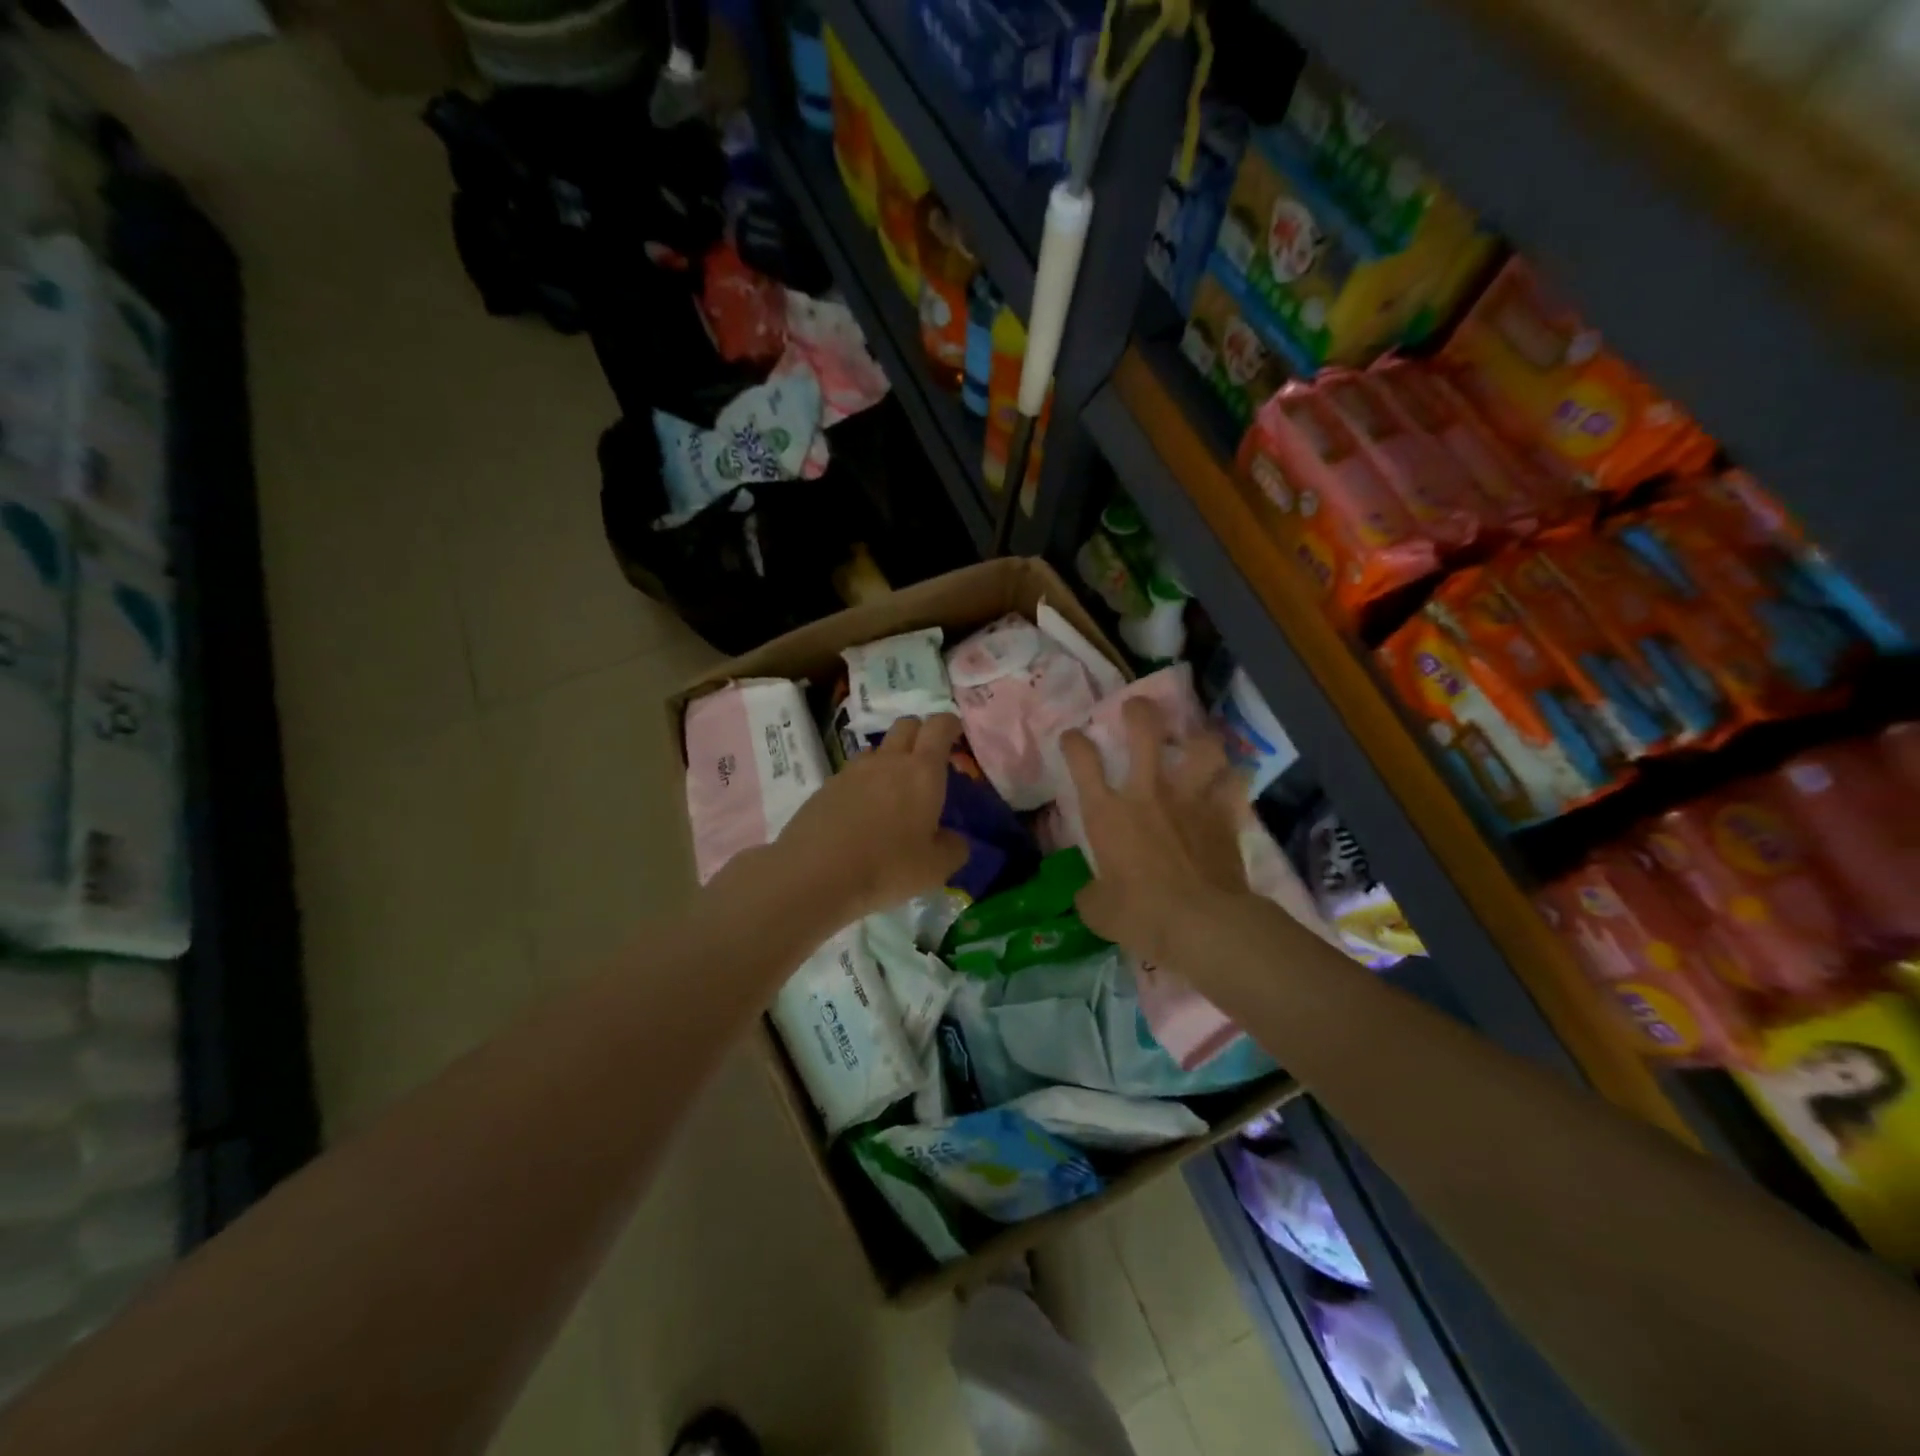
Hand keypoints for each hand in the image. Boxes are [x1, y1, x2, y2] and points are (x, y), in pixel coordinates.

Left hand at [763, 712, 969, 926]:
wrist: (814, 874)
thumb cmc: (887, 868)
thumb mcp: (935, 869)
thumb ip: (953, 848)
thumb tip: (953, 839)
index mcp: (922, 772)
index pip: (939, 726)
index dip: (950, 725)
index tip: (957, 735)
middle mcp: (887, 761)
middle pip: (906, 726)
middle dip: (921, 734)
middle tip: (928, 761)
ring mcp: (852, 772)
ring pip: (877, 750)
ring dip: (890, 760)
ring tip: (893, 793)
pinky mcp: (825, 788)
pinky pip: (852, 775)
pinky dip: (863, 785)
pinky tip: (862, 815)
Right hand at [1061, 698, 1249, 963]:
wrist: (1201, 925)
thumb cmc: (1141, 916)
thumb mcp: (1098, 911)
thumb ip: (1091, 894)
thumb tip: (1090, 893)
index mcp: (1108, 813)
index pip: (1083, 760)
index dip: (1075, 742)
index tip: (1074, 737)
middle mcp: (1148, 793)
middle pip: (1144, 731)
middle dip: (1139, 712)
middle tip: (1137, 708)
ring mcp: (1190, 799)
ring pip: (1201, 747)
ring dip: (1199, 739)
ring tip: (1196, 741)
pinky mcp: (1225, 814)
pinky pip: (1236, 784)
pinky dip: (1234, 779)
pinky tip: (1232, 780)